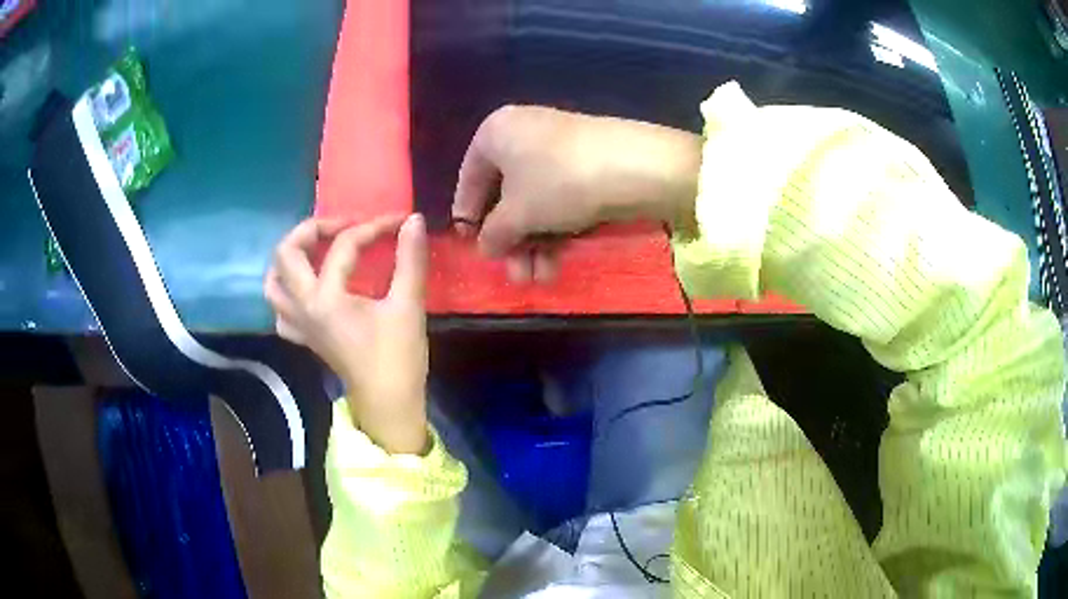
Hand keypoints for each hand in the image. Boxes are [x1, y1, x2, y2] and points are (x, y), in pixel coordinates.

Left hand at [264, 214, 429, 454]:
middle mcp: (303, 307)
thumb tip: (414, 220)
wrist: (389, 404)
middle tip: (341, 226)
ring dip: (290, 258)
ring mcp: (299, 324)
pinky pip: (281, 310)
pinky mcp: (304, 338)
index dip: (373, 227)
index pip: (344, 246)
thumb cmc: (398, 358)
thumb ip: (409, 259)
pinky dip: (288, 291)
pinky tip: (307, 288)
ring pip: (273, 283)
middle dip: (312, 229)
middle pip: (286, 253)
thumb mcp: (407, 305)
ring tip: (315, 249)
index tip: (398, 221)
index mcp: (326, 298)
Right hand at [451, 105, 702, 282]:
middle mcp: (523, 134)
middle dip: (511, 242)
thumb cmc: (559, 183)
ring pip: (535, 202)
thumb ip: (493, 234)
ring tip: (541, 279)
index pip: (469, 178)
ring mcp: (557, 148)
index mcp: (495, 133)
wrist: (636, 167)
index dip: (467, 215)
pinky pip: (559, 199)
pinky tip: (557, 263)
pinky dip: (555, 230)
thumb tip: (485, 247)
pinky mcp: (585, 164)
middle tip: (515, 275)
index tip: (470, 245)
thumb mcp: (517, 214)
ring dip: (534, 244)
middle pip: (506, 196)